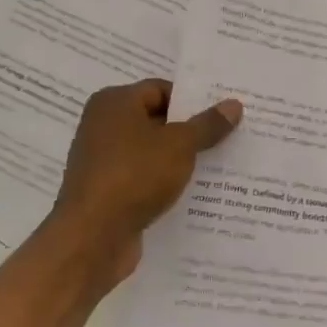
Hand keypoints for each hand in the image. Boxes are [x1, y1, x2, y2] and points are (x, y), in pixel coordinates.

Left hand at [45, 78, 241, 287]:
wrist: (92, 236)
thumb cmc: (134, 175)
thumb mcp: (180, 145)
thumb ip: (207, 125)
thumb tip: (233, 104)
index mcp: (114, 102)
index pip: (161, 90)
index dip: (192, 101)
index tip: (222, 115)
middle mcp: (103, 125)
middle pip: (155, 120)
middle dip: (190, 131)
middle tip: (229, 137)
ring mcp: (103, 160)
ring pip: (150, 152)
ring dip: (179, 160)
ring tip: (219, 166)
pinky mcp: (107, 191)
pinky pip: (142, 178)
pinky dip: (164, 182)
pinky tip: (193, 193)